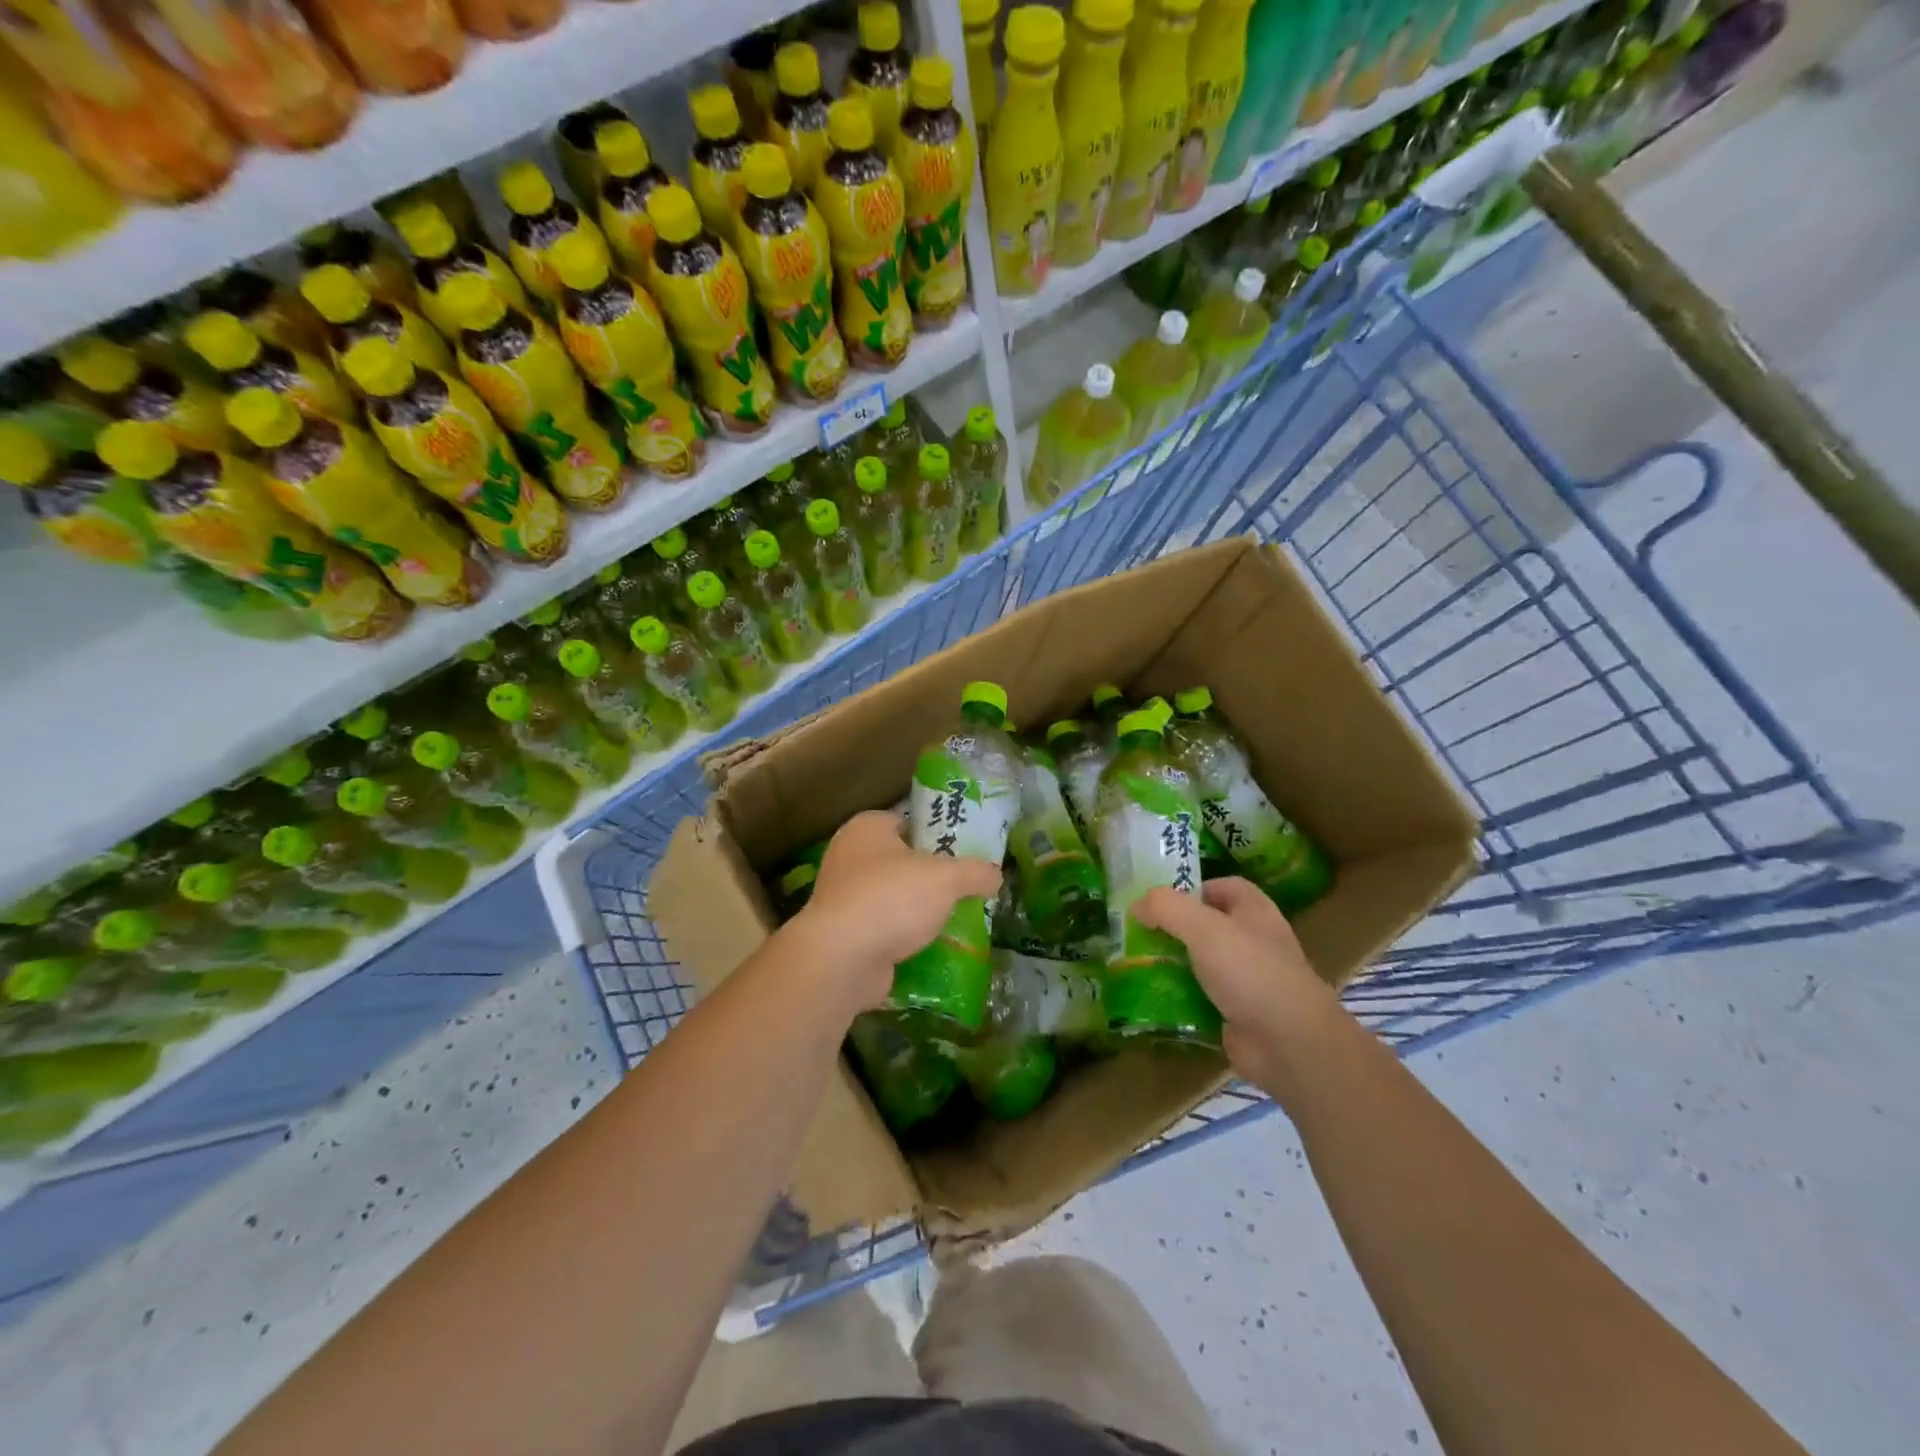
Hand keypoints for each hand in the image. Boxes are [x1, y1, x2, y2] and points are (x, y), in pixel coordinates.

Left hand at [787, 811, 1002, 1013]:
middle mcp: (848, 856)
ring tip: (954, 920)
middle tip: (964, 888)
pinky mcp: (843, 934)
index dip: (937, 834)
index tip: (964, 852)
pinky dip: (902, 937)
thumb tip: (996, 875)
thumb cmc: (892, 898)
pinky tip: (931, 947)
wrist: (842, 959)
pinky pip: (882, 928)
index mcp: (867, 828)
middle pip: (901, 861)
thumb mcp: (947, 878)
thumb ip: (975, 872)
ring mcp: (842, 897)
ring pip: (891, 897)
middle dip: (930, 876)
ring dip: (917, 910)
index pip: (908, 821)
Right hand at [1134, 878, 1338, 1088]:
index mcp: (1255, 913)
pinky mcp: (1238, 1015)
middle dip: (1175, 929)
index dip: (1195, 888)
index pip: (1225, 887)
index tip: (1161, 901)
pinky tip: (1152, 1000)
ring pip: (1202, 964)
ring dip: (1173, 965)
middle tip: (1139, 933)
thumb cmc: (1250, 972)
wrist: (1289, 1044)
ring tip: (1136, 965)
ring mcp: (1248, 981)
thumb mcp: (1203, 928)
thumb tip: (1137, 905)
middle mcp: (1254, 942)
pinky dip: (1180, 999)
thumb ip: (1166, 908)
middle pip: (1210, 926)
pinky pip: (1202, 999)